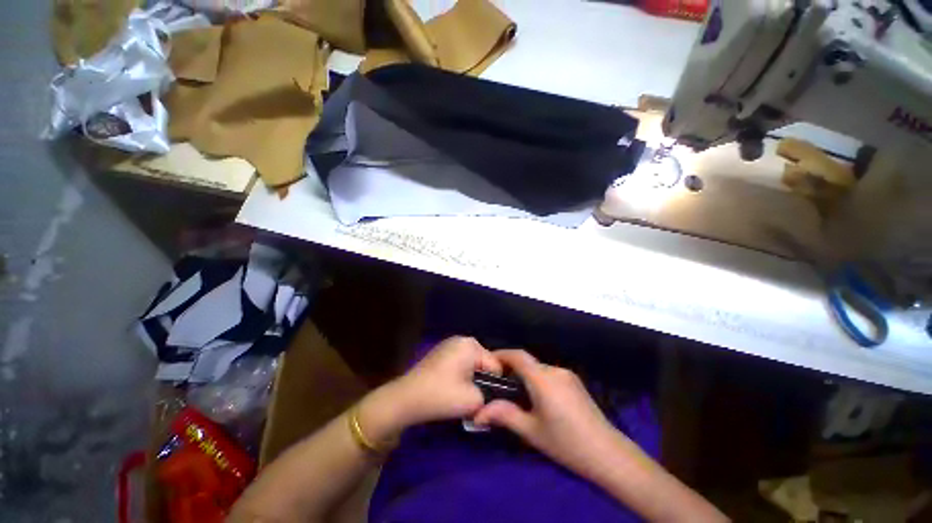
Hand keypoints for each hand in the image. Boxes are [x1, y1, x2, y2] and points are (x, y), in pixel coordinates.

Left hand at [359, 337, 500, 441]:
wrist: (405, 398)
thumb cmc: (441, 395)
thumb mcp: (474, 400)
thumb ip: (491, 397)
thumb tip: (493, 398)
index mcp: (472, 345)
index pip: (496, 365)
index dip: (495, 385)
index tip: (488, 400)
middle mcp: (462, 339)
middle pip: (484, 363)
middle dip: (482, 381)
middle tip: (474, 398)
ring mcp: (449, 344)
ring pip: (472, 364)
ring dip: (471, 379)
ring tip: (462, 395)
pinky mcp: (441, 352)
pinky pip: (460, 363)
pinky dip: (460, 375)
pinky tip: (451, 388)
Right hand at [473, 350, 620, 474]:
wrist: (607, 453)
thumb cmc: (566, 443)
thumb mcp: (531, 431)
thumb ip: (504, 415)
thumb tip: (478, 413)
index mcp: (543, 379)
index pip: (518, 356)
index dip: (501, 354)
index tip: (489, 362)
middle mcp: (555, 370)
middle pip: (528, 362)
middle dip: (512, 368)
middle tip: (500, 384)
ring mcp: (567, 374)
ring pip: (539, 368)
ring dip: (526, 375)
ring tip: (518, 394)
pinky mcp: (575, 381)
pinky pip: (550, 374)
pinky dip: (538, 379)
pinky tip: (539, 398)